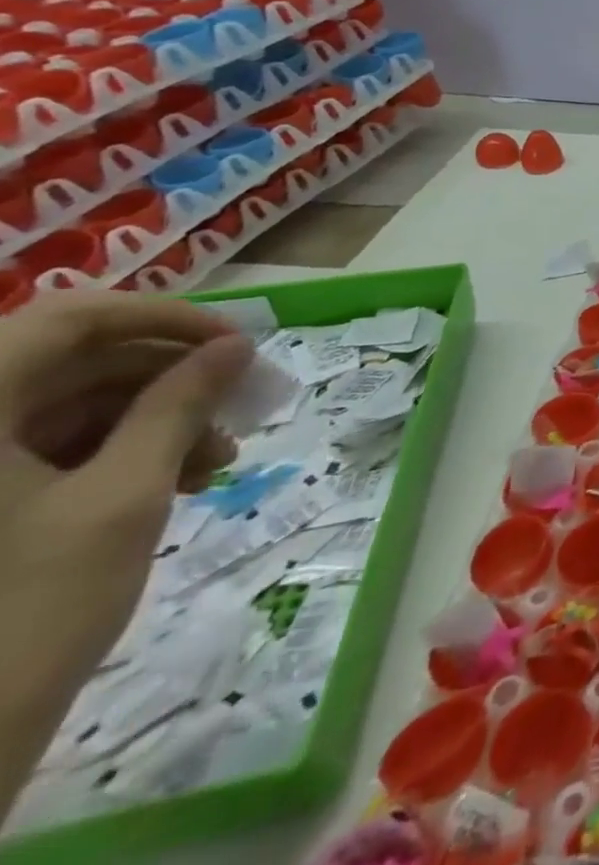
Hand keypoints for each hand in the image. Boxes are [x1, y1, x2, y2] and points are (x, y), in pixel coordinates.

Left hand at [0, 294, 252, 729]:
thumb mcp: (123, 498)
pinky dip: (122, 453)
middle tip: (242, 405)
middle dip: (171, 378)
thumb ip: (179, 408)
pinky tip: (178, 482)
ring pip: (71, 406)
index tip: (235, 343)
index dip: (160, 316)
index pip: (67, 318)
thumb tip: (235, 347)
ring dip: (157, 420)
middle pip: (74, 362)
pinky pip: (50, 448)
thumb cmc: (27, 611)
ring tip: (215, 462)